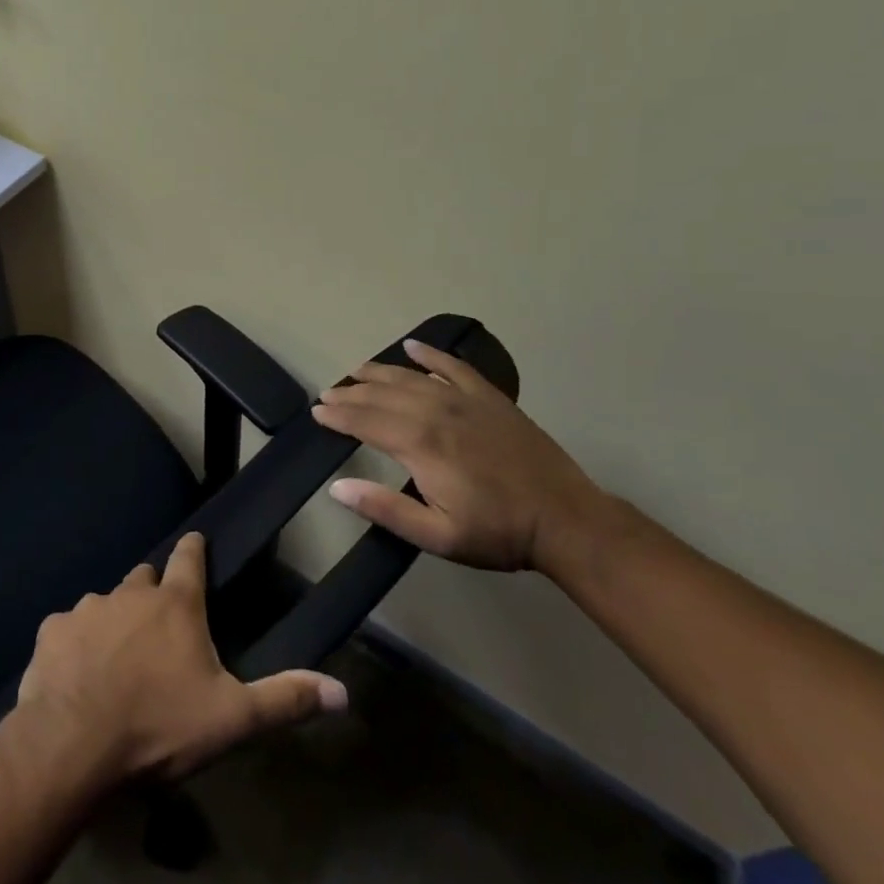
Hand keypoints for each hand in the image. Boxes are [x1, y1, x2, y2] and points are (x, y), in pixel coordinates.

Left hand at [17, 532, 346, 781]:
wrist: (73, 744)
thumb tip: (342, 691)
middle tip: (159, 622)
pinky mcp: (52, 630)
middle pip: (145, 578)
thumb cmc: (159, 727)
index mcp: (175, 606)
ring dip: (114, 621)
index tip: (195, 539)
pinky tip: (77, 674)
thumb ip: (284, 700)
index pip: (189, 559)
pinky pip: (68, 629)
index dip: (194, 549)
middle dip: (153, 591)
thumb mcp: (232, 719)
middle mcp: (129, 594)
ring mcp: (86, 608)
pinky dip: (76, 643)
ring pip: (105, 604)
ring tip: (116, 658)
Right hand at [310, 340, 606, 573]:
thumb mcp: (438, 536)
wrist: (566, 520)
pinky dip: (430, 356)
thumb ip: (385, 509)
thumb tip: (337, 487)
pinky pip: (454, 367)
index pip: (365, 421)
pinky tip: (412, 348)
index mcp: (420, 444)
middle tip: (328, 393)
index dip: (337, 416)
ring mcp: (465, 401)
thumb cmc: (498, 532)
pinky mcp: (490, 399)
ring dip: (379, 372)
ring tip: (356, 370)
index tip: (317, 412)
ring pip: (410, 378)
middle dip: (350, 393)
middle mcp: (436, 412)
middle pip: (382, 395)